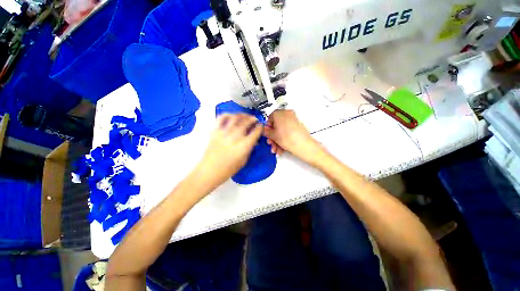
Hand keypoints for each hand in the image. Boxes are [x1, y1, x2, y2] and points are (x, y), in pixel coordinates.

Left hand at [195, 113, 262, 188]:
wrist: (209, 171)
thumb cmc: (228, 169)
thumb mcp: (244, 161)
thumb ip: (249, 149)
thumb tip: (253, 141)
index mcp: (244, 145)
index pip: (255, 132)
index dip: (260, 127)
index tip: (261, 126)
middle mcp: (235, 136)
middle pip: (246, 122)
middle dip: (252, 119)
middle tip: (255, 119)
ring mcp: (224, 132)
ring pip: (235, 117)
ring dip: (242, 115)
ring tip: (245, 116)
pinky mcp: (215, 131)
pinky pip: (221, 118)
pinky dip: (228, 114)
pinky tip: (231, 116)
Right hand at [263, 109, 324, 164]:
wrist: (302, 145)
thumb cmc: (287, 138)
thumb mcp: (272, 135)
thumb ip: (266, 131)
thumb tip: (264, 130)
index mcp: (279, 113)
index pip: (269, 118)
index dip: (267, 128)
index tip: (266, 134)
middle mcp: (287, 114)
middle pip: (276, 125)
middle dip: (272, 136)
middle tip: (271, 143)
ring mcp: (293, 120)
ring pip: (281, 130)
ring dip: (277, 140)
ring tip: (276, 149)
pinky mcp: (298, 126)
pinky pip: (287, 131)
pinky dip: (284, 139)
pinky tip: (281, 148)